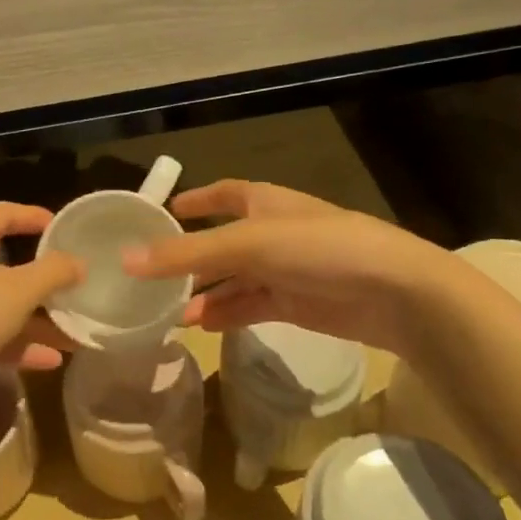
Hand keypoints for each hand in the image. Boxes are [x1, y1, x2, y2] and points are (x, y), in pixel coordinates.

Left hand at [0, 202, 84, 397]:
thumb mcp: (18, 292)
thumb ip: (53, 272)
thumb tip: (77, 262)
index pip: (3, 212)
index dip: (35, 217)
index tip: (63, 228)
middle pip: (2, 260)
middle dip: (41, 279)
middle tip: (72, 284)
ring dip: (34, 318)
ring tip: (73, 333)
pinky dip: (14, 341)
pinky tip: (50, 360)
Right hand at [124, 179, 450, 353]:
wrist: (395, 293)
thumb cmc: (319, 249)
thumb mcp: (247, 244)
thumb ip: (187, 254)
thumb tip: (125, 259)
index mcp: (265, 202)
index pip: (224, 193)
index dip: (198, 199)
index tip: (167, 207)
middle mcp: (272, 233)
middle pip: (222, 242)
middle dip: (190, 257)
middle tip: (151, 275)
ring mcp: (285, 271)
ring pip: (233, 279)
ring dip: (203, 293)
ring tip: (167, 311)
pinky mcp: (296, 305)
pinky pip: (249, 306)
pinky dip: (225, 314)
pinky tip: (199, 326)